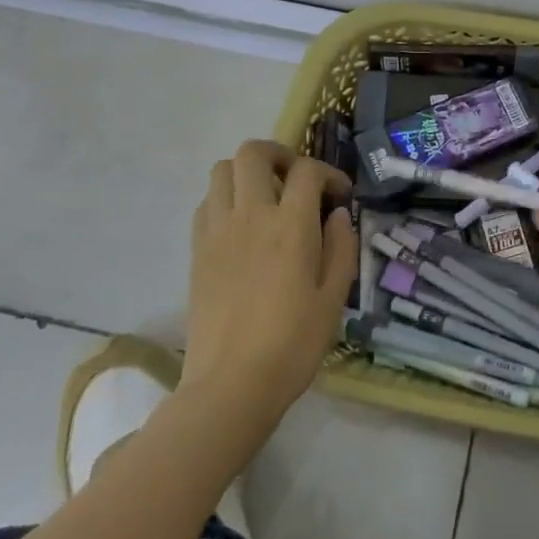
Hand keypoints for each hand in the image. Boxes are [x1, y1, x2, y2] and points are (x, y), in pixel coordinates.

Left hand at [181, 140, 356, 431]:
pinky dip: (226, 199)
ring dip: (248, 173)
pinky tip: (242, 226)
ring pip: (222, 170)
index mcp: (291, 226)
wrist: (231, 385)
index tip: (340, 195)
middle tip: (297, 180)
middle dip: (280, 155)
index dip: (328, 174)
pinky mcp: (197, 250)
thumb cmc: (293, 344)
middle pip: (254, 153)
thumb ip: (341, 248)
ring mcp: (217, 231)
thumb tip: (338, 215)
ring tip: (267, 198)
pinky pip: (207, 203)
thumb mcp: (334, 298)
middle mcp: (251, 216)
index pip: (307, 171)